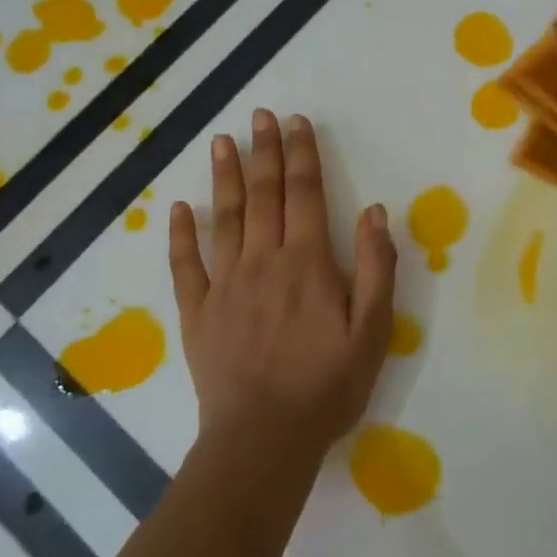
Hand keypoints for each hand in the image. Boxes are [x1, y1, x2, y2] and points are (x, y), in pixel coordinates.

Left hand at [169, 110, 395, 468]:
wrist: (264, 440)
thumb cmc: (327, 386)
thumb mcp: (373, 330)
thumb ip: (376, 267)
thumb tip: (374, 211)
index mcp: (307, 262)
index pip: (305, 193)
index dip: (302, 154)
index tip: (296, 122)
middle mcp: (264, 261)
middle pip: (264, 195)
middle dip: (264, 151)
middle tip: (259, 115)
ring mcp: (225, 285)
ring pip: (225, 218)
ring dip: (225, 177)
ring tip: (222, 142)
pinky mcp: (198, 312)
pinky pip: (186, 266)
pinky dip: (181, 234)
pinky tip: (180, 208)